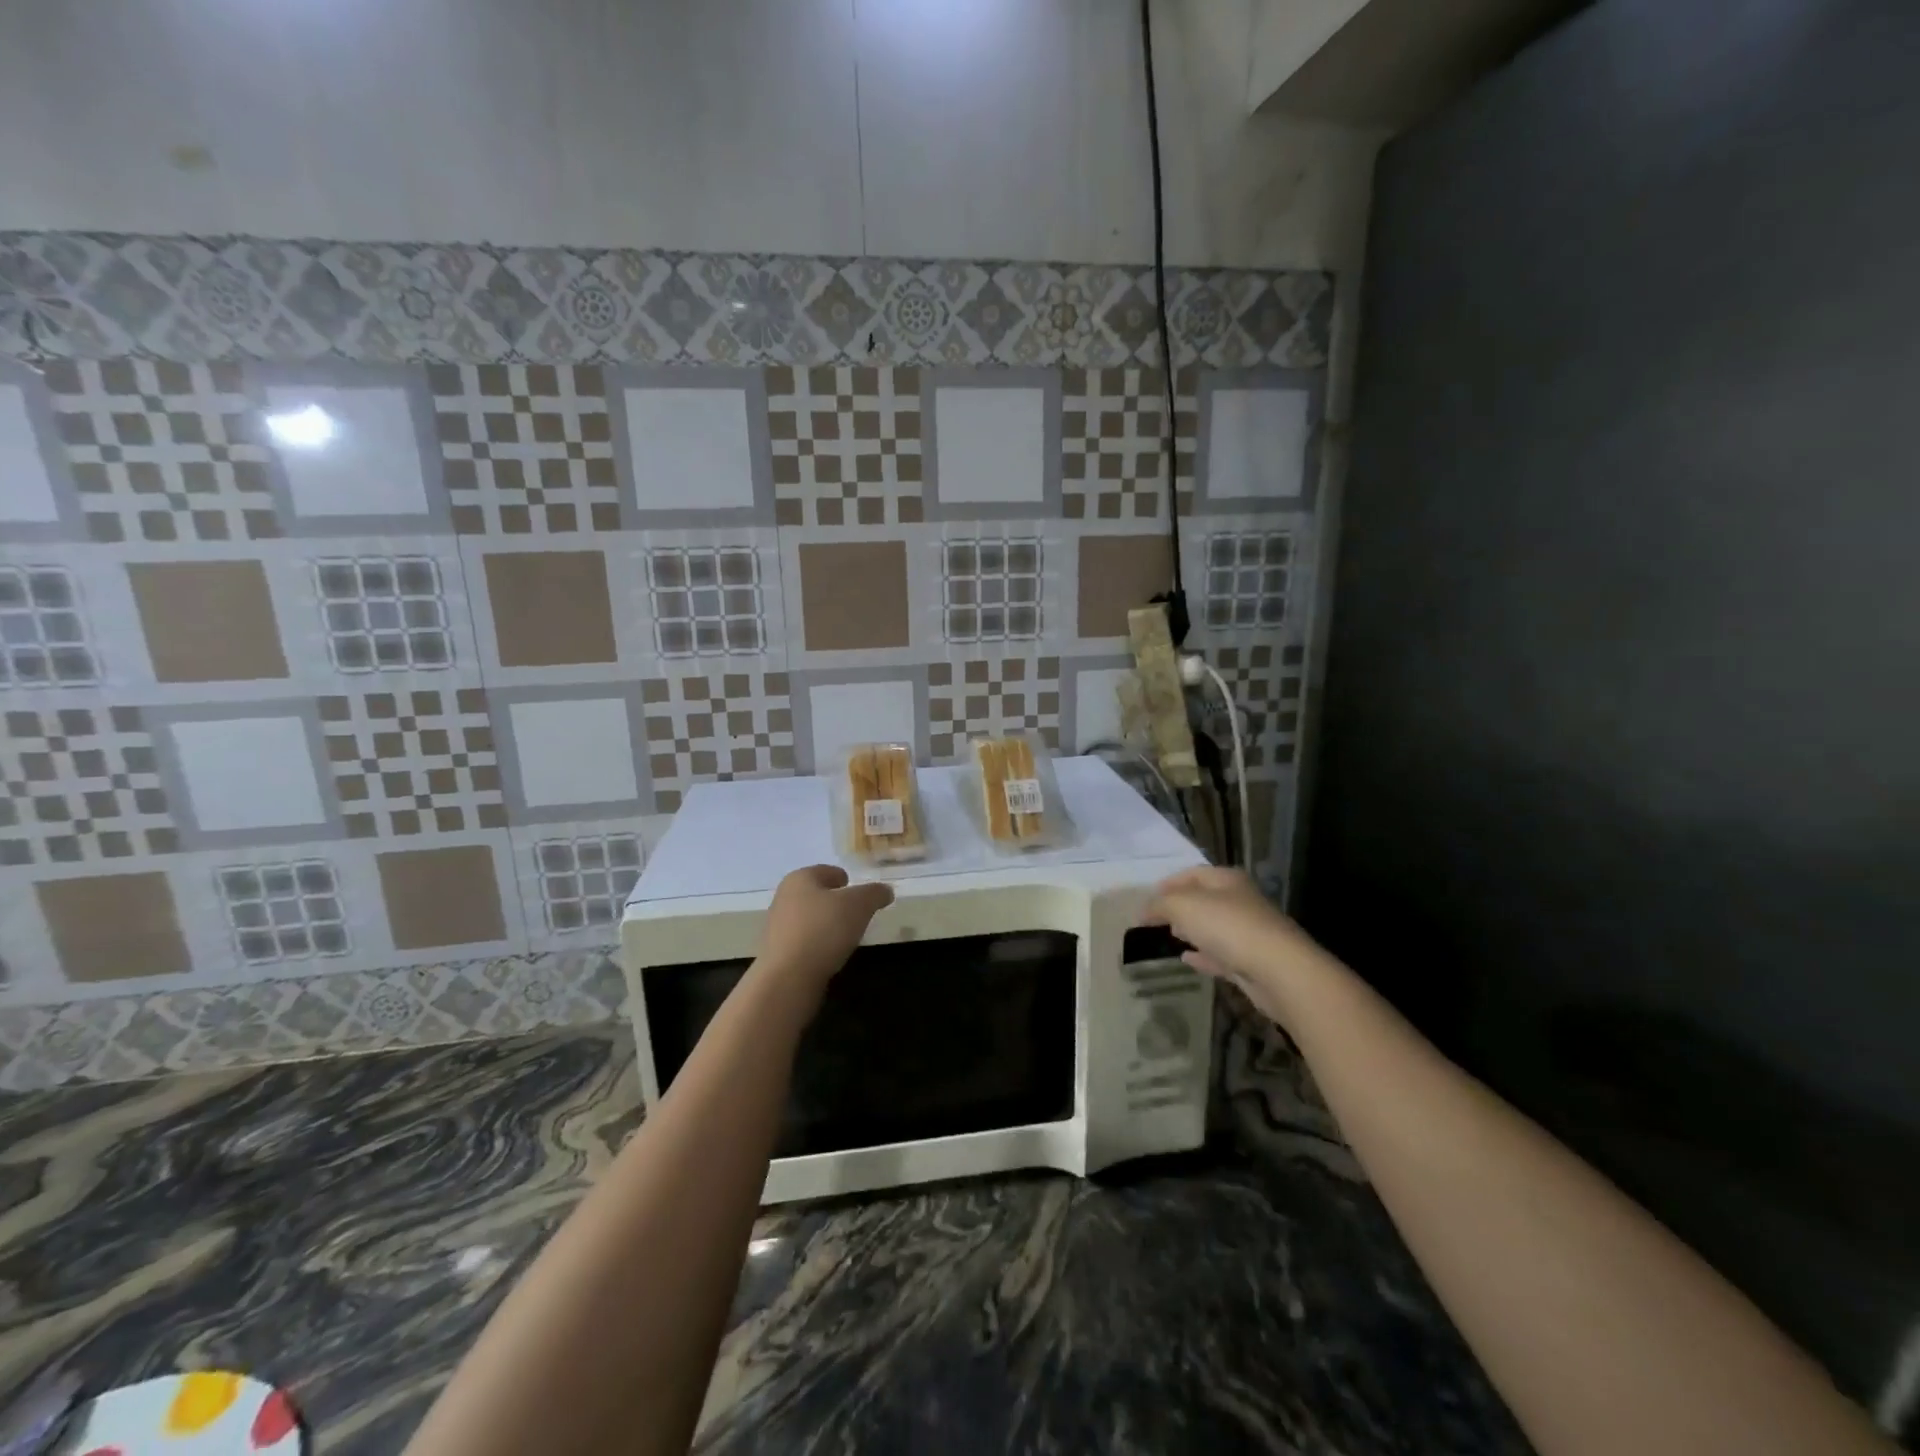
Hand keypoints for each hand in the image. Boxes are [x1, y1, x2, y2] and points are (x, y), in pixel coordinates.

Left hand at [755, 864, 894, 995]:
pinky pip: (804, 941)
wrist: (788, 978)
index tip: (859, 892)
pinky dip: (818, 944)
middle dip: (836, 902)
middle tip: (858, 913)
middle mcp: (784, 898)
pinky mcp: (777, 953)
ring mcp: (777, 927)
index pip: (826, 871)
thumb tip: (885, 891)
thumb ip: (874, 893)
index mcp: (800, 878)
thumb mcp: (860, 905)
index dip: (844, 878)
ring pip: (809, 918)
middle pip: (816, 894)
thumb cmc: (824, 929)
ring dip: (826, 924)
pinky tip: (831, 954)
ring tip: (847, 935)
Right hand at [1140, 866, 1322, 1022]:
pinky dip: (1203, 956)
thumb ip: (1160, 905)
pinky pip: (1221, 955)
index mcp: (1227, 880)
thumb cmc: (1228, 926)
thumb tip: (1143, 911)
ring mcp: (1249, 933)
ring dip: (1193, 930)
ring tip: (1171, 935)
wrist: (1278, 970)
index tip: (1149, 896)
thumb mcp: (1183, 907)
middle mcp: (1241, 902)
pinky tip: (1187, 960)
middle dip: (1181, 906)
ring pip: (1214, 927)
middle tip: (1158, 917)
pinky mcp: (1253, 962)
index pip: (1193, 873)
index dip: (1170, 882)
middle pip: (1206, 899)